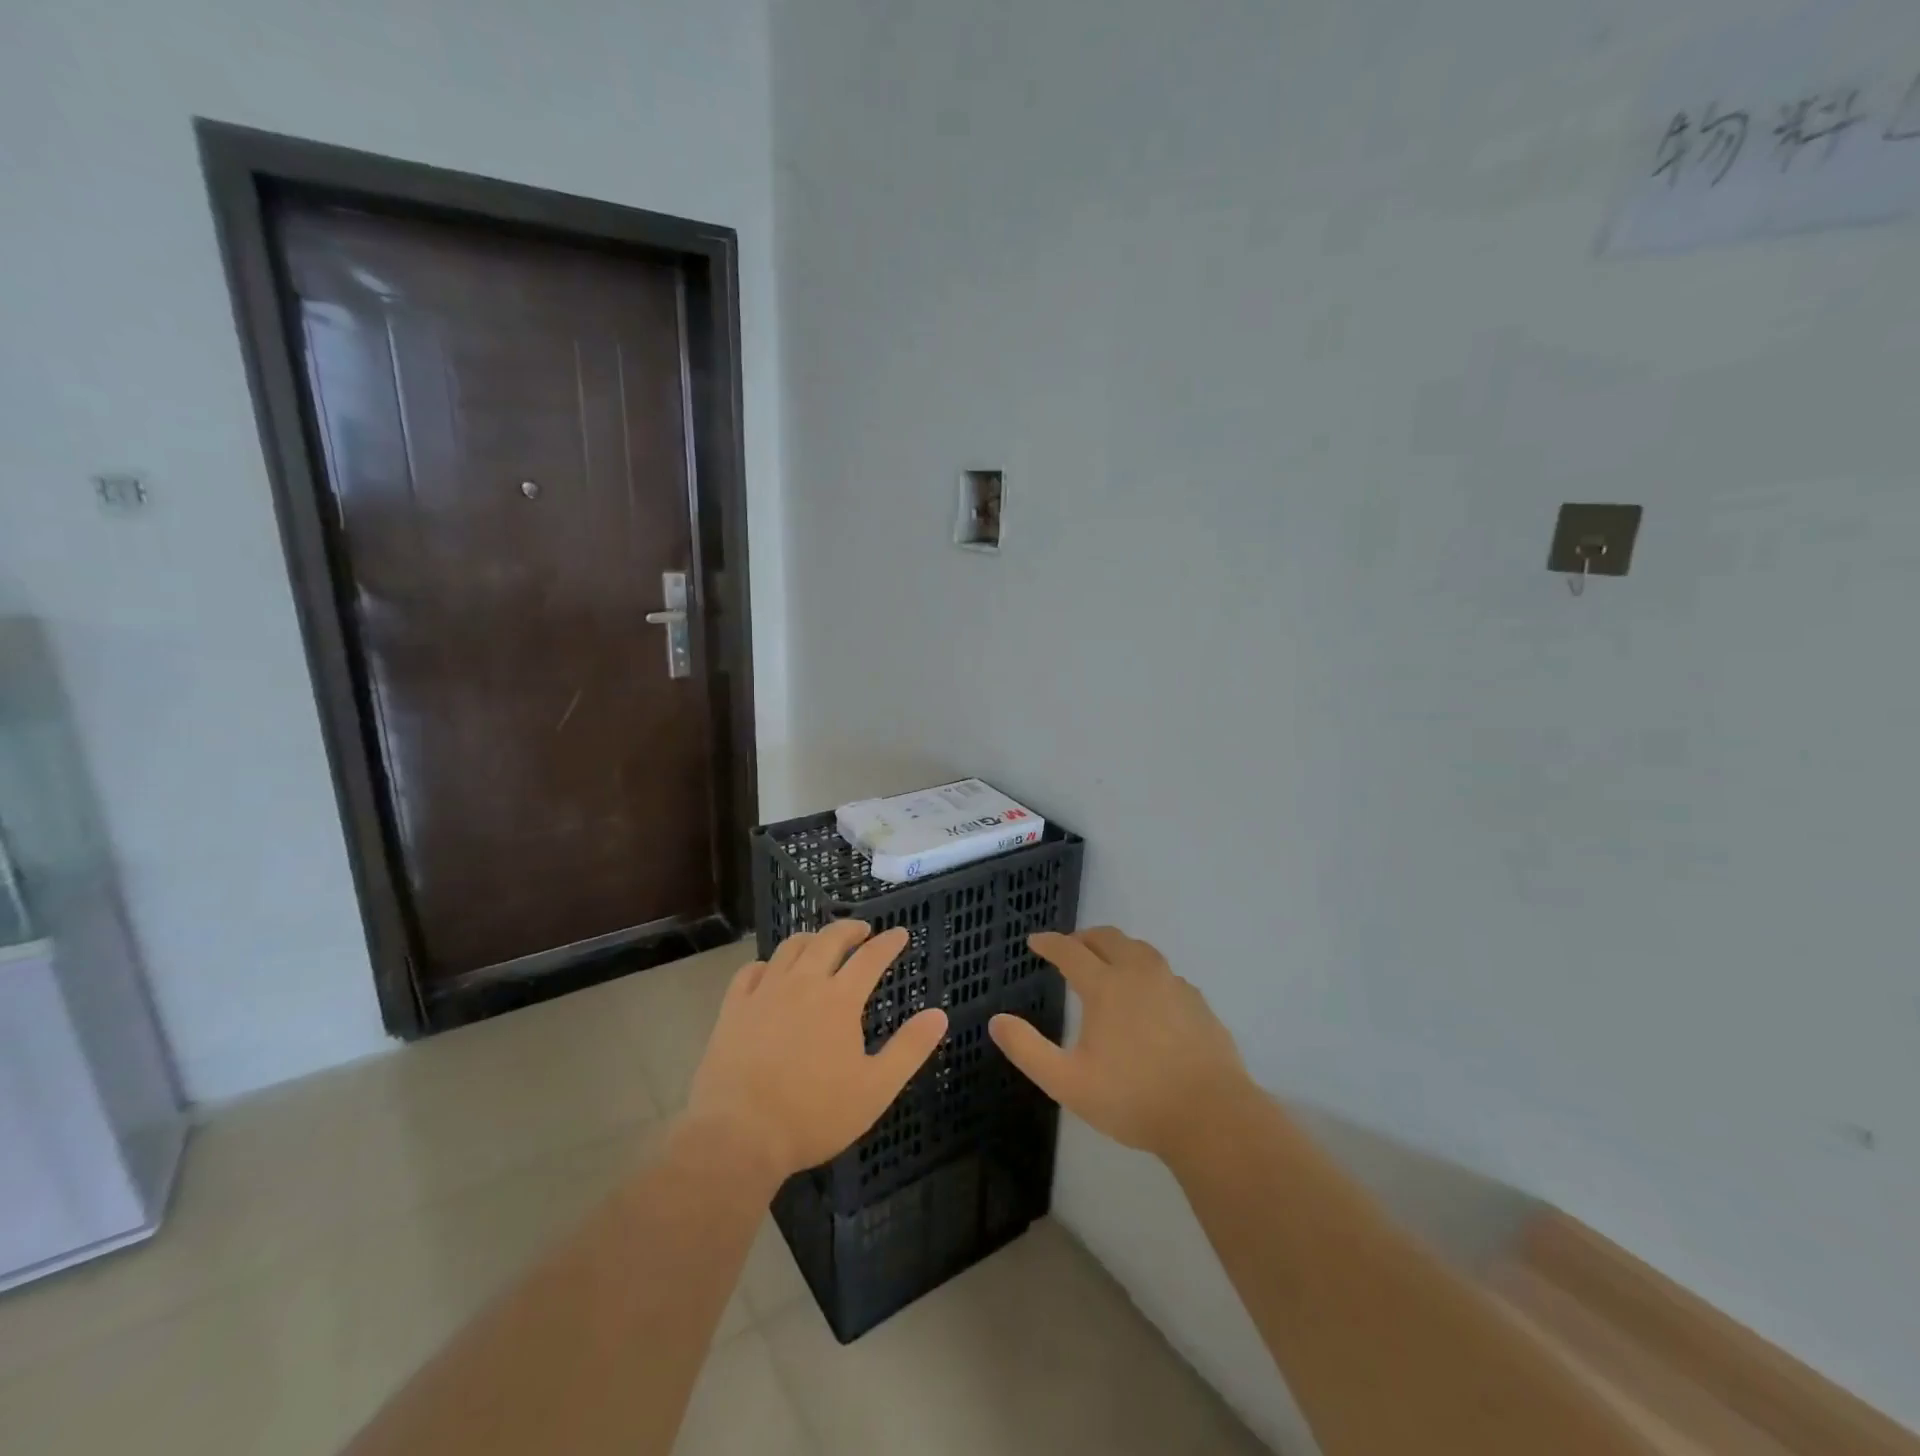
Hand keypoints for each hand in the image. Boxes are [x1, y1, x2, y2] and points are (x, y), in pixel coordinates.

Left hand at [685, 922, 948, 1186]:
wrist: (738, 1135)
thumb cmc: (814, 1115)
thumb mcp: (875, 1089)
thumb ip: (909, 1049)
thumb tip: (939, 1014)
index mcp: (840, 1000)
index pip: (871, 957)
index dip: (888, 942)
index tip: (900, 933)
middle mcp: (803, 983)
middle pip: (829, 940)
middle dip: (850, 929)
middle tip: (862, 930)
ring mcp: (764, 992)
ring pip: (790, 948)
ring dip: (811, 939)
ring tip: (820, 943)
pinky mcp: (734, 1008)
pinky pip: (751, 971)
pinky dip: (767, 963)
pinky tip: (771, 971)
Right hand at [990, 927, 1254, 1163]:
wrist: (1211, 1117)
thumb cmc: (1133, 1099)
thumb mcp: (1068, 1082)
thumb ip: (1028, 1050)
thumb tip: (997, 1021)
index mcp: (1105, 987)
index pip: (1070, 951)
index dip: (1050, 943)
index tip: (1035, 941)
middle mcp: (1139, 974)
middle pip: (1108, 939)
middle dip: (1084, 938)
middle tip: (1071, 948)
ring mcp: (1173, 985)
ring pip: (1141, 950)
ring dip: (1118, 948)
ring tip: (1108, 962)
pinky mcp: (1198, 1003)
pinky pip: (1165, 973)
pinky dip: (1146, 972)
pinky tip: (1148, 995)